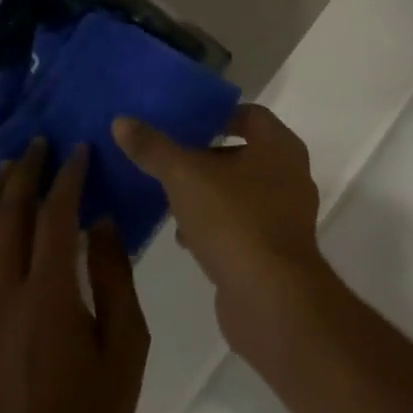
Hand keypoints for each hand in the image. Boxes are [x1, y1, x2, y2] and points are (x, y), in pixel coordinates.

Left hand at [0, 139, 149, 412]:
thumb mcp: (127, 344)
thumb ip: (116, 278)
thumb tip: (103, 224)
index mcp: (50, 295)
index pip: (55, 217)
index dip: (67, 179)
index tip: (79, 151)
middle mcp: (5, 295)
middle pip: (7, 218)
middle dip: (24, 175)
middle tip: (39, 146)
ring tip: (8, 172)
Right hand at [112, 105, 326, 347]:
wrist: (271, 298)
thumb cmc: (234, 220)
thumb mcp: (185, 177)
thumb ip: (154, 148)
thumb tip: (122, 121)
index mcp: (279, 147)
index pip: (250, 115)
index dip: (216, 115)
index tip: (182, 122)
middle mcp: (290, 175)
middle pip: (243, 154)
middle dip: (204, 157)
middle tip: (167, 159)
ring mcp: (286, 215)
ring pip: (240, 192)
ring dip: (207, 194)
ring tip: (169, 198)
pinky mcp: (276, 250)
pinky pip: (241, 225)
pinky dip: (215, 225)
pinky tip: (185, 237)